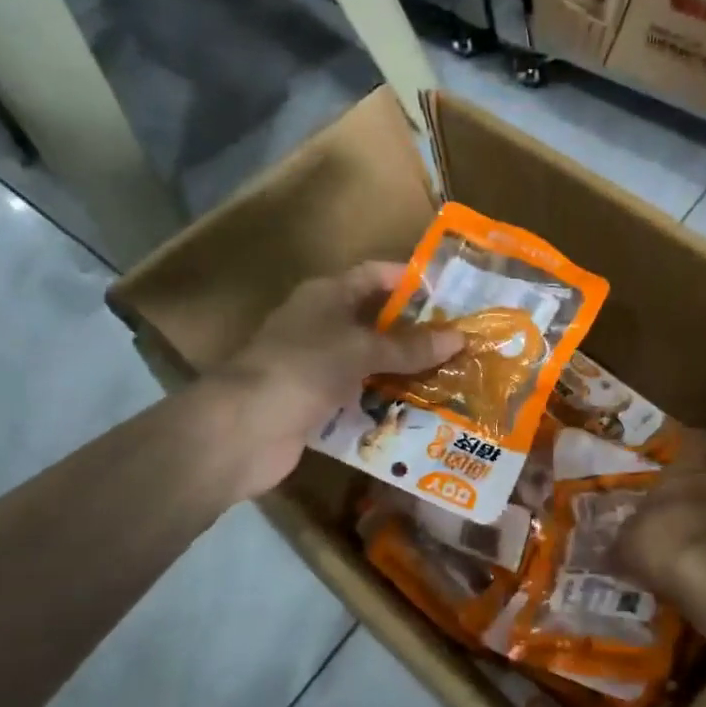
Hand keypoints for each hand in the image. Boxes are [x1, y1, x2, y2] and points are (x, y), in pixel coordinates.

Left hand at [221, 263, 463, 501]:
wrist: (242, 430)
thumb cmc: (302, 369)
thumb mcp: (361, 350)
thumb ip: (409, 346)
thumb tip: (460, 337)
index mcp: (327, 295)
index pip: (375, 276)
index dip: (410, 281)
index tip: (452, 294)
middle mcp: (322, 325)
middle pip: (376, 322)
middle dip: (416, 333)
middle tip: (462, 344)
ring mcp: (317, 366)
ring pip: (371, 363)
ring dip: (405, 372)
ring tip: (452, 379)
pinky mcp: (316, 404)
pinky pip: (360, 398)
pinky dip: (385, 404)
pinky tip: (421, 414)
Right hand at [613, 454, 705, 625]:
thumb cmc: (662, 539)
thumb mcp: (626, 544)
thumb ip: (620, 543)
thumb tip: (605, 551)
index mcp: (685, 472)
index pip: (696, 443)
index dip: (690, 444)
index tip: (682, 449)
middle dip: (696, 493)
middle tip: (675, 508)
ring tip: (685, 545)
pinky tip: (697, 572)